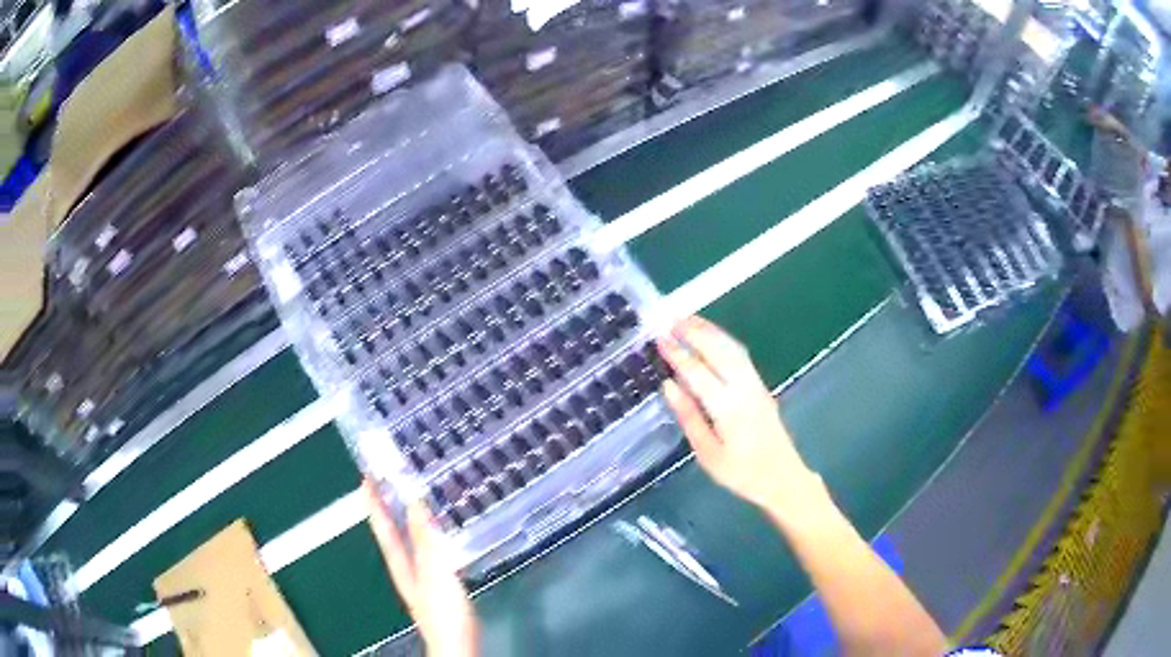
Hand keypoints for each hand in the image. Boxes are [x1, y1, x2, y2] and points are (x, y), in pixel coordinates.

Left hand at [365, 480, 478, 656]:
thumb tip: (414, 500)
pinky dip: (429, 534)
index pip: (382, 527)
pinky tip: (441, 532)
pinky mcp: (437, 583)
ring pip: (409, 540)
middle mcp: (406, 567)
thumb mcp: (434, 572)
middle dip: (388, 507)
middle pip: (392, 532)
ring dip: (409, 518)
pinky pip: (428, 550)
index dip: (374, 503)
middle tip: (389, 480)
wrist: (456, 644)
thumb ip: (425, 539)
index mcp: (400, 563)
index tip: (366, 477)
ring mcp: (421, 576)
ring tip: (415, 496)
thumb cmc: (443, 611)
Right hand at [657, 317, 821, 519]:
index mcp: (728, 408)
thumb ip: (689, 417)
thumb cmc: (741, 473)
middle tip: (671, 319)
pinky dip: (723, 340)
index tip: (660, 338)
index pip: (698, 372)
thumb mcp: (708, 453)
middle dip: (695, 332)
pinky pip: (740, 355)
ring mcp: (756, 385)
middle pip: (718, 351)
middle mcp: (744, 389)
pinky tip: (712, 337)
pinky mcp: (761, 387)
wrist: (783, 478)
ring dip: (710, 331)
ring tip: (689, 319)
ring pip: (732, 349)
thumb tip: (669, 385)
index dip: (678, 354)